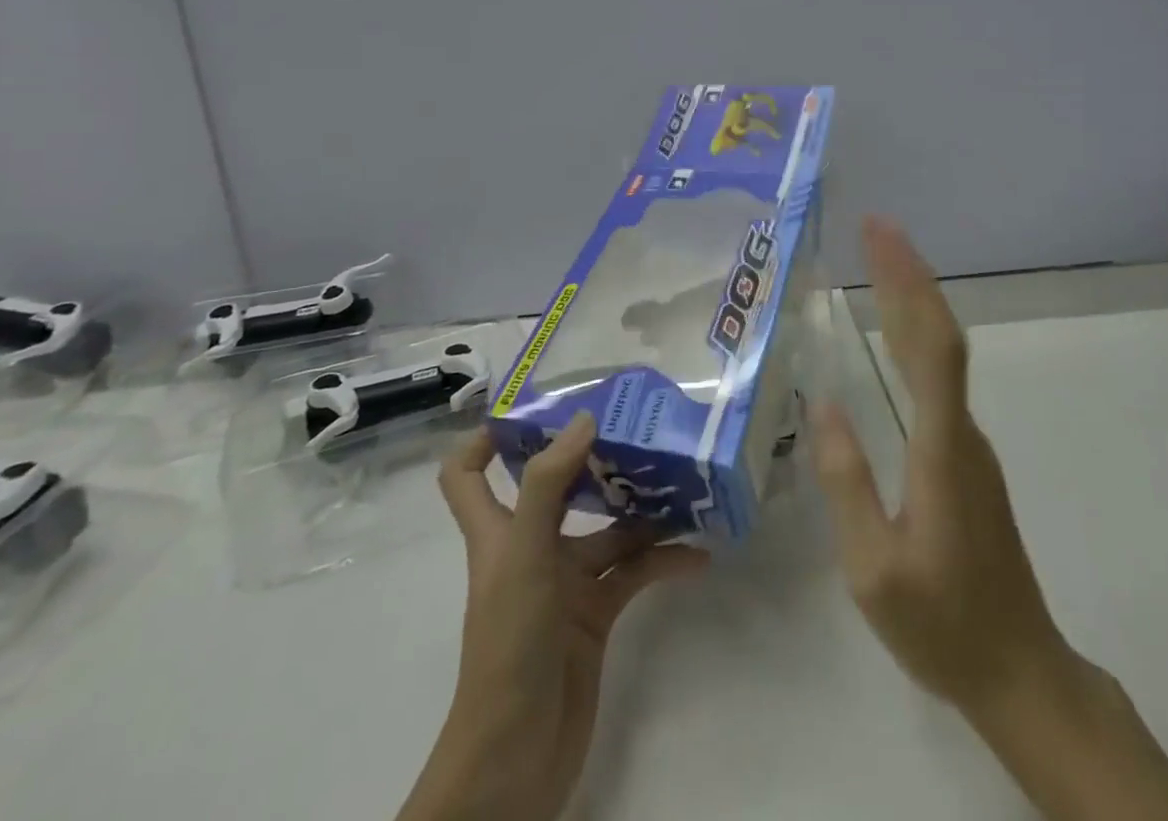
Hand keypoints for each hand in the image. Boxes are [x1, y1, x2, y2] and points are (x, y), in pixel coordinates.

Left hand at [398, 415, 709, 820]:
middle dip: (591, 456)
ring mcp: (564, 582)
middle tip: (636, 424)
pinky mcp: (595, 614)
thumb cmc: (509, 646)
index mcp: (497, 531)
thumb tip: (583, 419)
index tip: (536, 405)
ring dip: (643, 510)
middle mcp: (529, 547)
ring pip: (607, 529)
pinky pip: (634, 573)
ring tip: (684, 480)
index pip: (468, 474)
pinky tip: (698, 555)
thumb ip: (547, 484)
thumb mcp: (523, 556)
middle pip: (555, 487)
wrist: (516, 762)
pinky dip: (663, 561)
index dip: (487, 437)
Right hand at [814, 217, 1167, 820]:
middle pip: (939, 334)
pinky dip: (915, 334)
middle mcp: (961, 430)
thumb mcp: (873, 567)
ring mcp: (968, 442)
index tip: (880, 236)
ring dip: (913, 299)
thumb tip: (823, 402)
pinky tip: (895, 330)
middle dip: (908, 273)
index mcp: (941, 448)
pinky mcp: (965, 457)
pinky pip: (939, 376)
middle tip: (873, 226)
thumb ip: (846, 482)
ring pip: (942, 353)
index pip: (931, 345)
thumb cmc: (942, 624)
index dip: (908, 283)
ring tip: (878, 260)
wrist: (1020, 670)